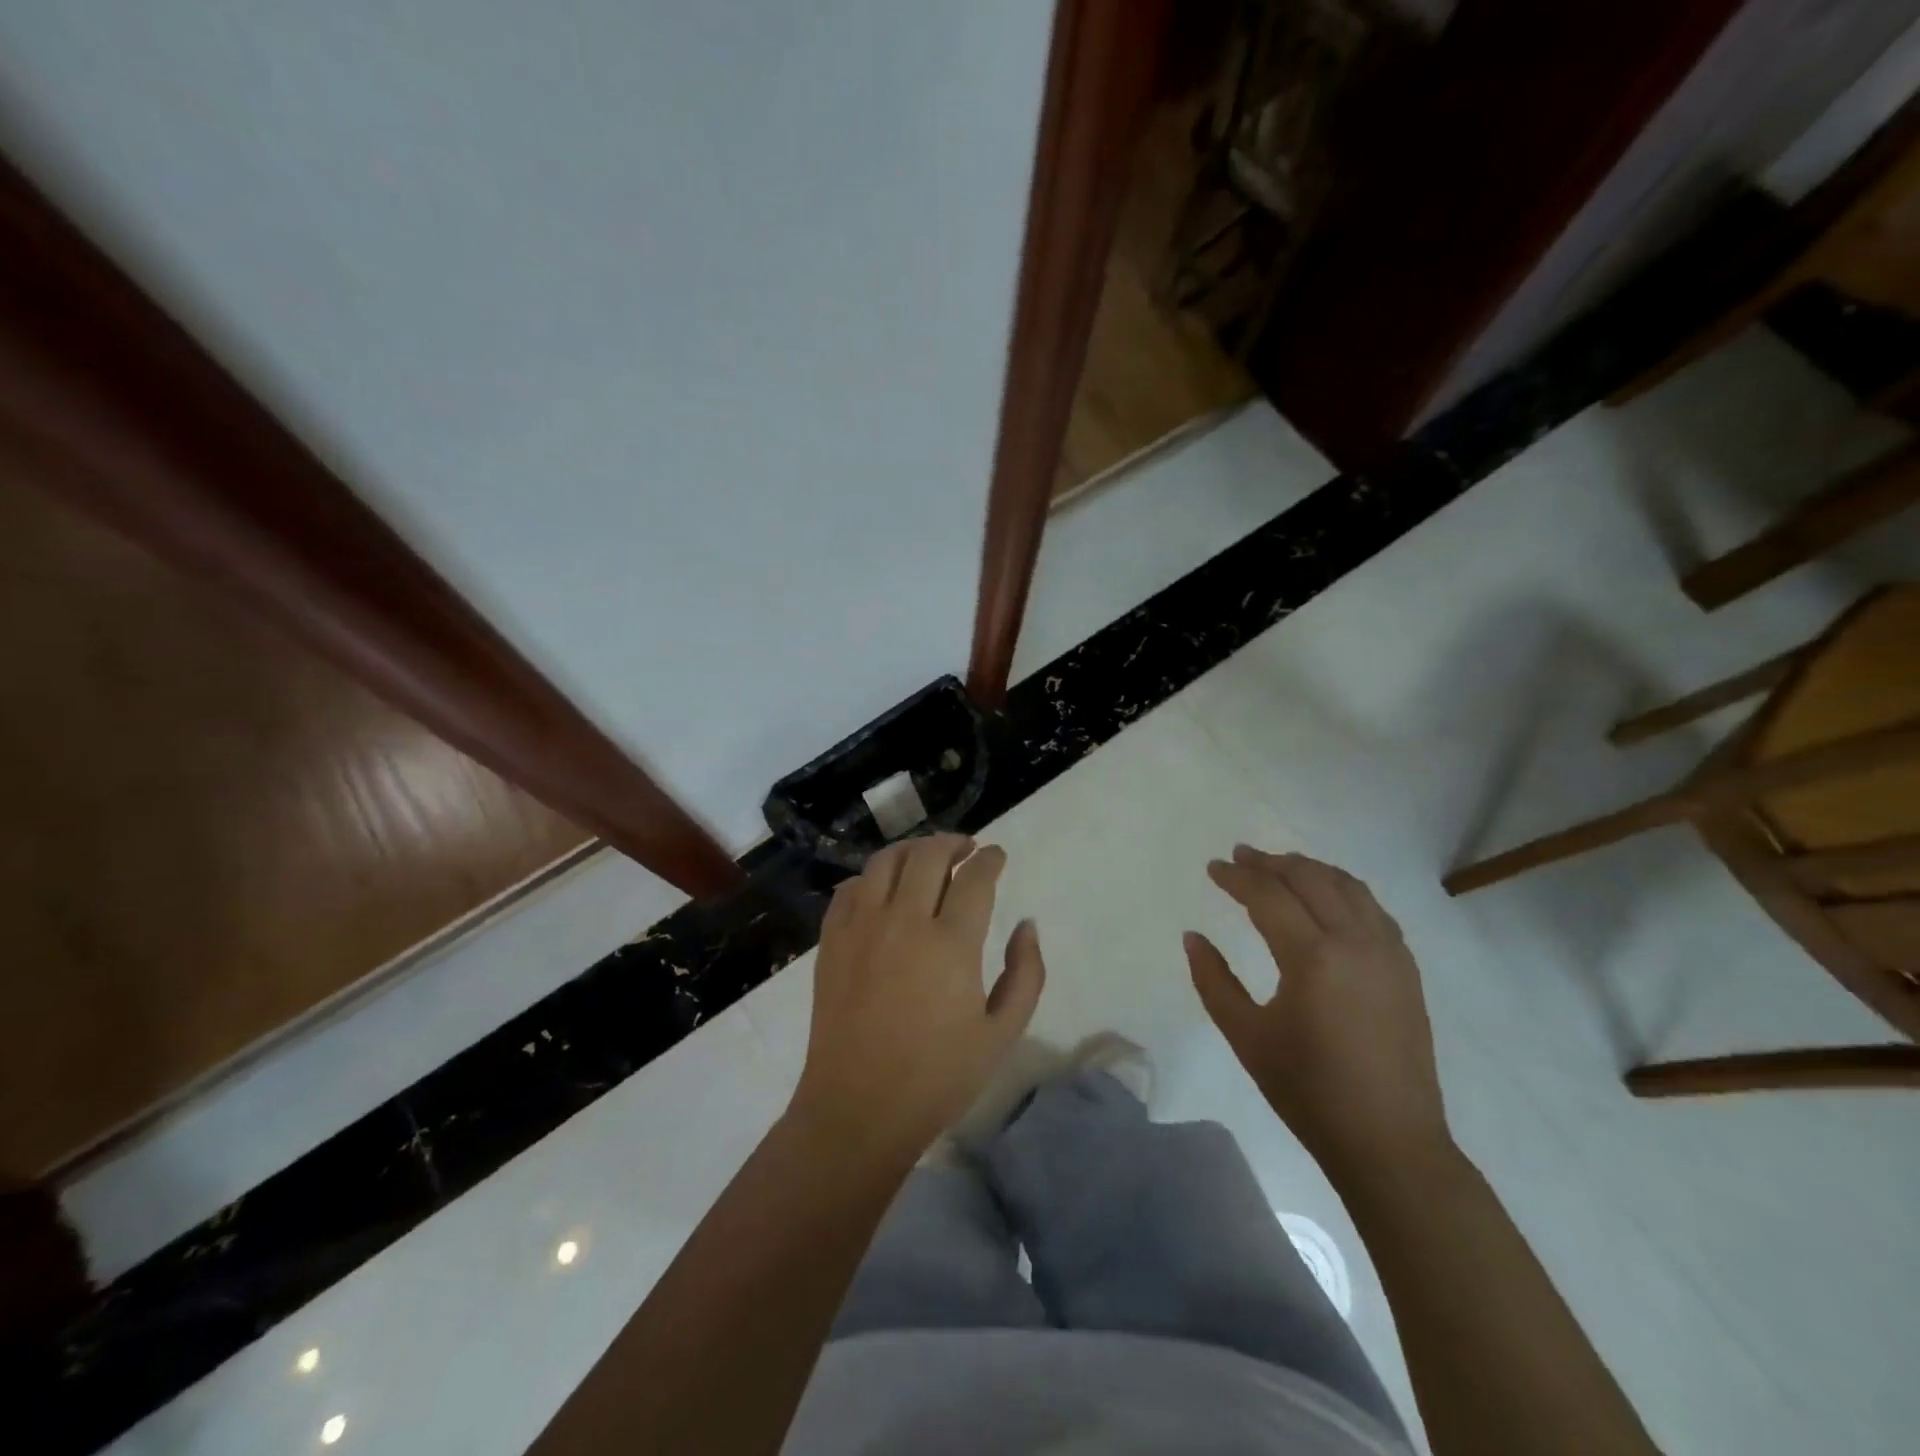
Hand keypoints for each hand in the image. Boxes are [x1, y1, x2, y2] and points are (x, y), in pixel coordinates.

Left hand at [789, 834, 1045, 1166]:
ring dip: (912, 851)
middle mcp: (904, 921)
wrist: (858, 1109)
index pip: (975, 877)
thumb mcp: (1001, 1034)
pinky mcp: (831, 940)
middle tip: (966, 848)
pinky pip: (850, 889)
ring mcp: (861, 927)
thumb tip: (1027, 925)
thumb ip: (1025, 974)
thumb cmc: (938, 1077)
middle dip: (953, 843)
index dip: (990, 859)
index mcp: (951, 943)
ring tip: (927, 858)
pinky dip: (871, 878)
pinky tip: (883, 890)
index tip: (997, 855)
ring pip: (886, 861)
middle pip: (929, 855)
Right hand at [1185, 846, 1449, 1178]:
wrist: (1389, 1142)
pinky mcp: (1406, 969)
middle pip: (1311, 879)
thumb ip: (1213, 980)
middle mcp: (1356, 942)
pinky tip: (1326, 898)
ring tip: (1280, 866)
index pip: (1269, 896)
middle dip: (1272, 862)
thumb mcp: (1246, 1036)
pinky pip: (1373, 909)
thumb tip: (1193, 937)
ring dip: (1310, 869)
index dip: (1237, 878)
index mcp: (1313, 958)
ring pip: (1348, 886)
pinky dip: (1343, 890)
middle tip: (1241, 856)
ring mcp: (1389, 953)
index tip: (1213, 867)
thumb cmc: (1308, 1091)